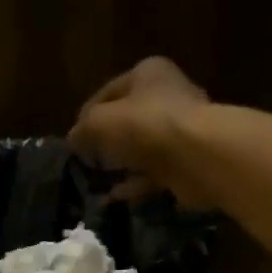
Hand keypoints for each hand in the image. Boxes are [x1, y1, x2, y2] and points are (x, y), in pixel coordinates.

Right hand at [68, 56, 214, 207]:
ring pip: (140, 149)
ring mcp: (180, 131)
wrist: (198, 155)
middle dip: (105, 143)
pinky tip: (113, 198)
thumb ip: (83, 130)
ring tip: (96, 184)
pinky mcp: (185, 162)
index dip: (86, 116)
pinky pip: (152, 174)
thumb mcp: (100, 122)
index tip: (73, 141)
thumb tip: (74, 141)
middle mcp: (167, 96)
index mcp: (148, 74)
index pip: (107, 92)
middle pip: (126, 120)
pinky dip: (133, 185)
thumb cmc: (146, 125)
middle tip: (86, 163)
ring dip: (119, 166)